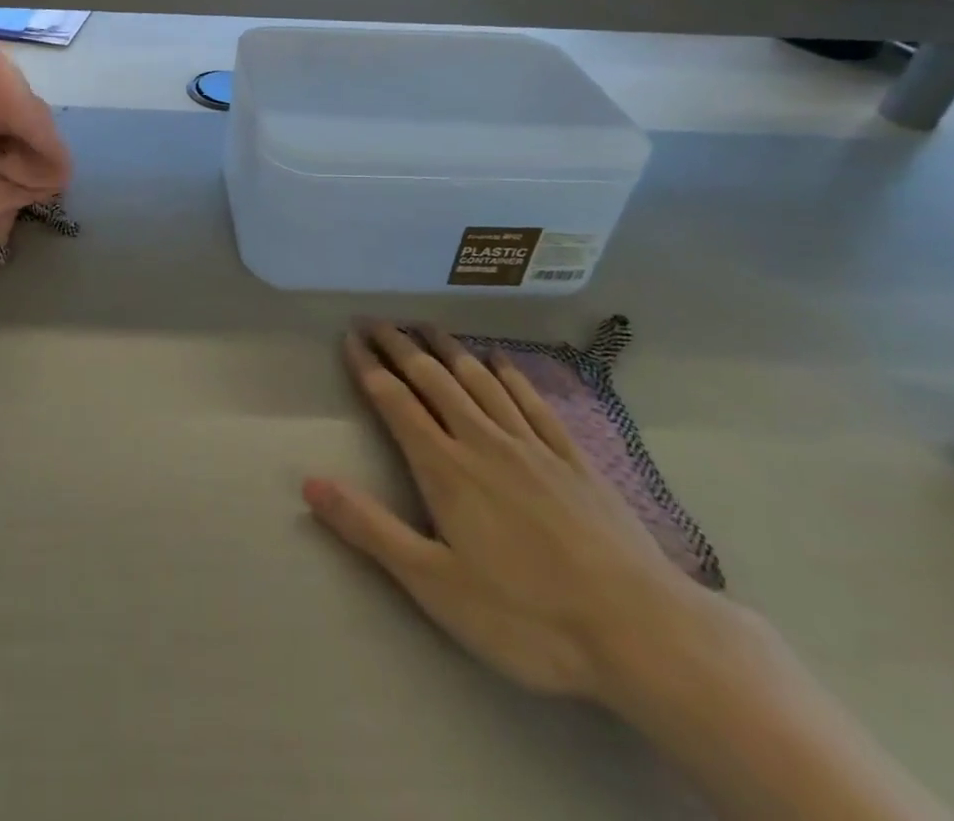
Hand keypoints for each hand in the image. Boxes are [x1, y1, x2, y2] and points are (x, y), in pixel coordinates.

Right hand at [303, 323, 719, 703]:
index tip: (349, 338)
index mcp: (445, 467)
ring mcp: (532, 446)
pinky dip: (510, 375)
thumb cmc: (528, 616)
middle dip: (400, 346)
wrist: (643, 632)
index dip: (368, 367)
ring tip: (425, 325)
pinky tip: (499, 361)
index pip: (396, 401)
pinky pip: (533, 402)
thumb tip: (309, 484)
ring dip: (448, 348)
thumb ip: (371, 529)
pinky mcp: (573, 460)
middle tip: (376, 320)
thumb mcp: (436, 585)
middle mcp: (483, 441)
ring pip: (480, 380)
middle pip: (433, 379)